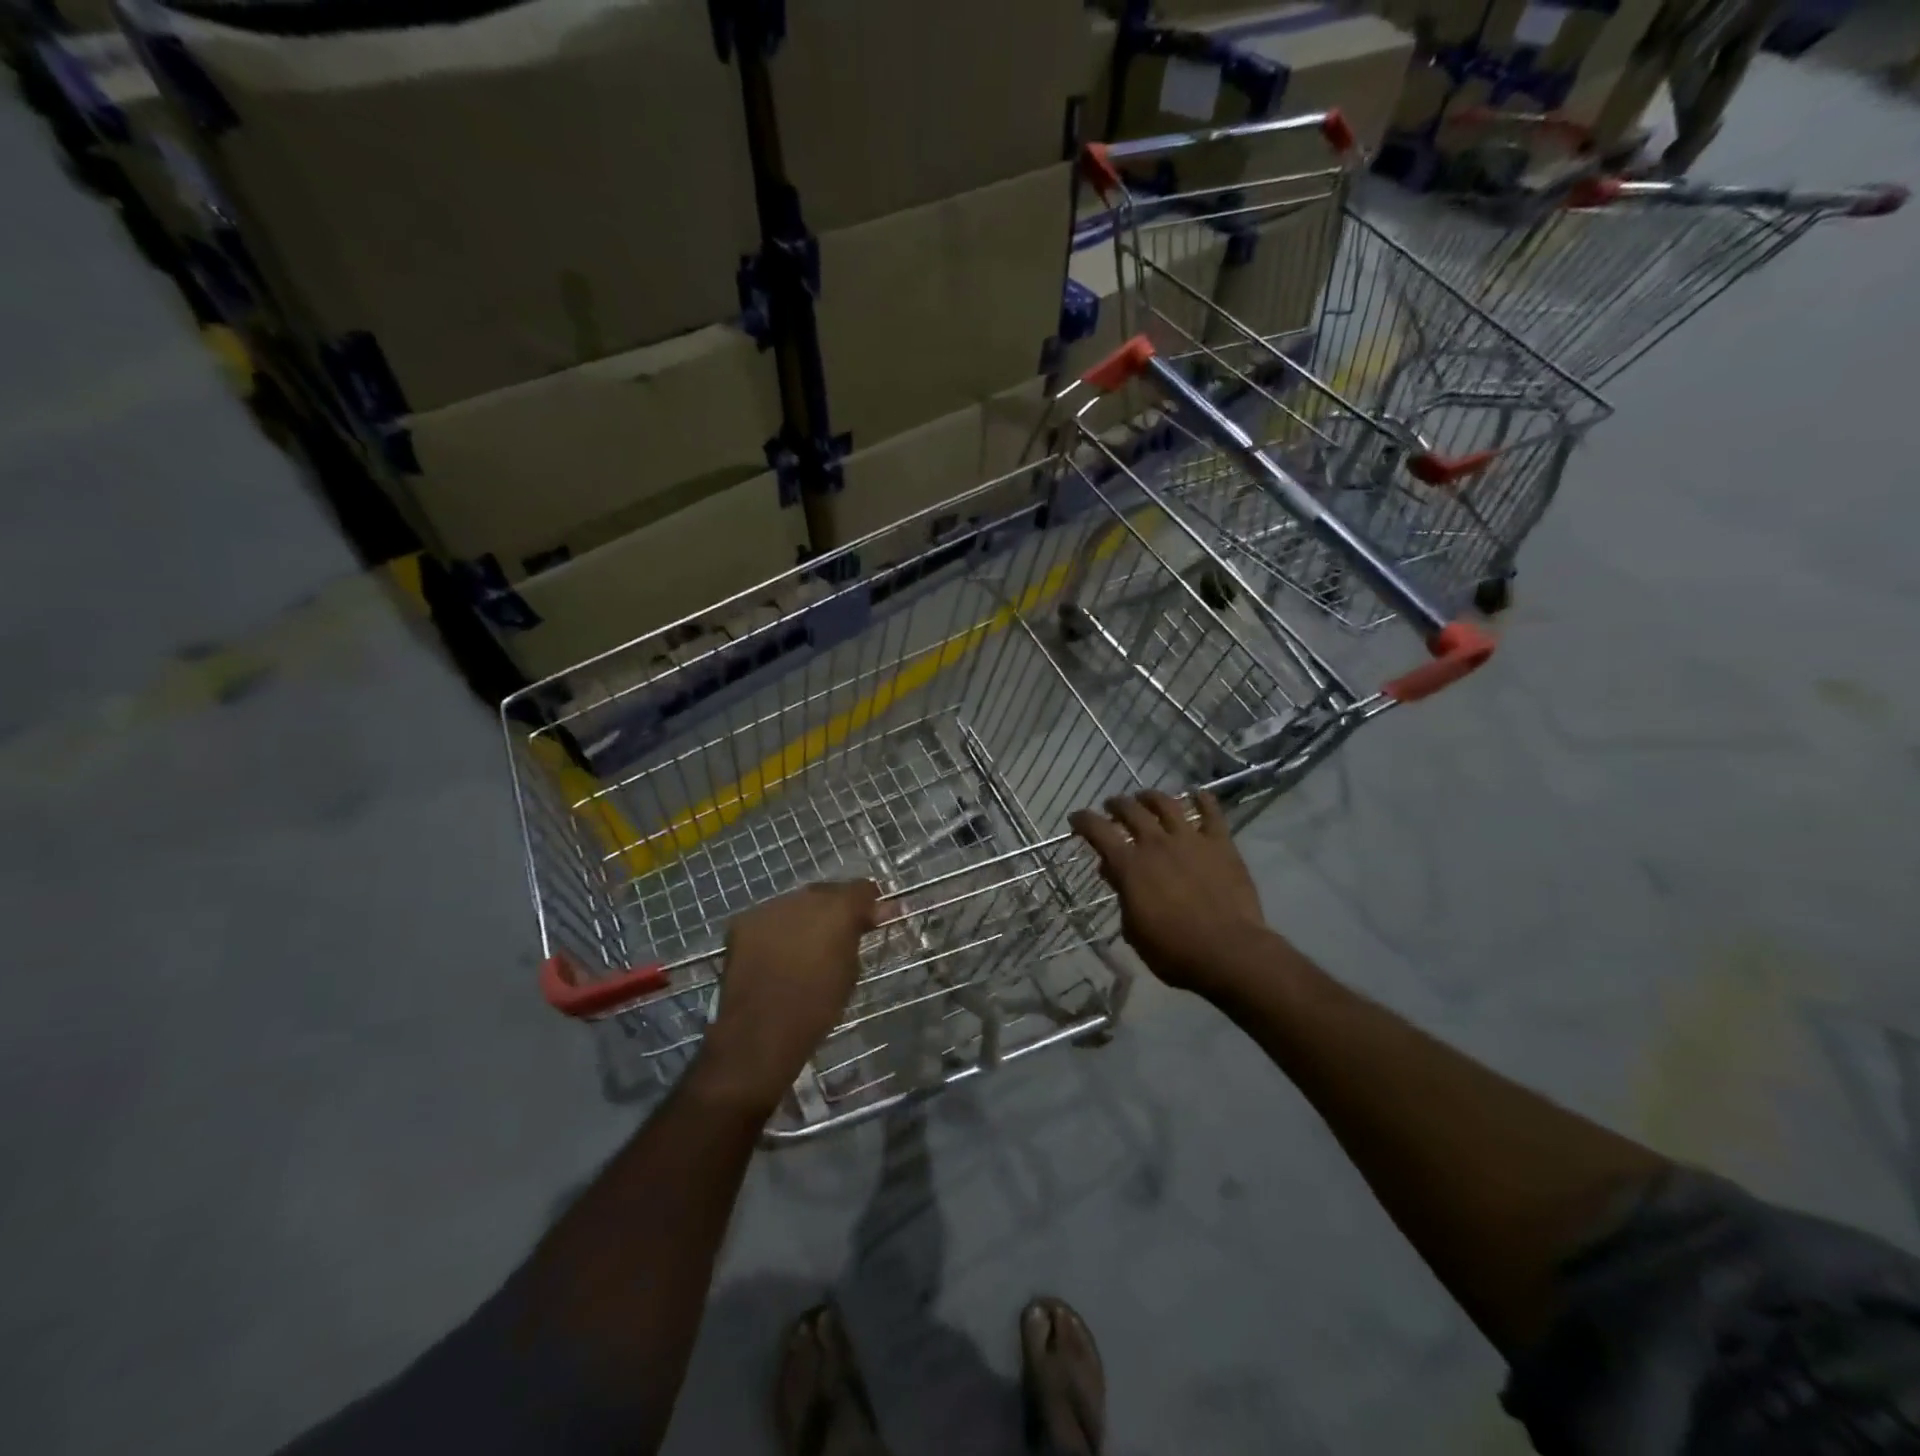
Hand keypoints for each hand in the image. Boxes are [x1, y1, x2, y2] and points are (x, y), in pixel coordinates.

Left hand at [693, 881, 881, 1115]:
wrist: (761, 1030)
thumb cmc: (818, 1006)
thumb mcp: (851, 970)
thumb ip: (859, 934)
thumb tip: (880, 912)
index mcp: (838, 908)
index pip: (862, 888)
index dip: (868, 904)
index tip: (871, 921)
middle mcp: (805, 897)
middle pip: (827, 892)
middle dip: (834, 909)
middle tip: (836, 936)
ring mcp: (770, 907)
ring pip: (796, 904)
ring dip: (803, 918)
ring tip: (802, 948)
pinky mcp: (744, 921)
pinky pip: (769, 919)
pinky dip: (775, 931)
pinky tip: (774, 955)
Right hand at [1069, 791, 1270, 999]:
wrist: (1228, 951)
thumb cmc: (1174, 950)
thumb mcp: (1133, 929)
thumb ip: (1123, 895)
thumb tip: (1115, 873)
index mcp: (1130, 865)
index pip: (1097, 831)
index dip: (1083, 821)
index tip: (1076, 819)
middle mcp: (1156, 843)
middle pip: (1130, 811)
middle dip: (1116, 805)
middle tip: (1111, 806)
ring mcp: (1190, 840)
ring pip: (1166, 804)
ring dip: (1151, 797)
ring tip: (1145, 797)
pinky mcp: (1220, 844)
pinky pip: (1211, 813)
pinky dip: (1203, 799)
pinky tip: (1197, 793)